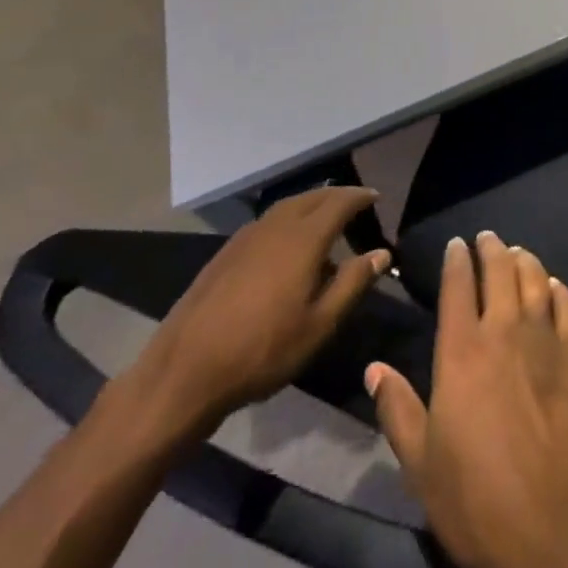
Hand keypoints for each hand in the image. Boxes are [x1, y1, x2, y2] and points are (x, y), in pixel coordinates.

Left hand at [130, 187, 389, 431]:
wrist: (185, 371)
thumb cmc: (263, 350)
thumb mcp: (320, 324)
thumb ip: (352, 283)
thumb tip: (382, 253)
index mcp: (303, 239)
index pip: (339, 203)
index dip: (360, 197)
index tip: (376, 197)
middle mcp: (275, 227)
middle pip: (311, 197)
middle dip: (336, 195)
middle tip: (355, 204)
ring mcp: (246, 238)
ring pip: (286, 207)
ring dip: (310, 205)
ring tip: (325, 221)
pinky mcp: (226, 253)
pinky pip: (267, 222)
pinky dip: (288, 220)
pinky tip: (287, 246)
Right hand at [366, 231, 567, 567]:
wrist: (558, 523)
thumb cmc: (478, 500)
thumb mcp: (421, 464)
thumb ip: (397, 409)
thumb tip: (373, 368)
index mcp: (461, 352)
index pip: (456, 288)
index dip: (456, 261)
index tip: (455, 245)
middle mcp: (503, 331)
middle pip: (498, 271)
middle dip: (491, 248)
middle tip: (487, 237)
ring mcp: (545, 339)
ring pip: (534, 279)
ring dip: (523, 260)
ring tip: (517, 252)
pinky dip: (557, 288)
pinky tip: (553, 286)